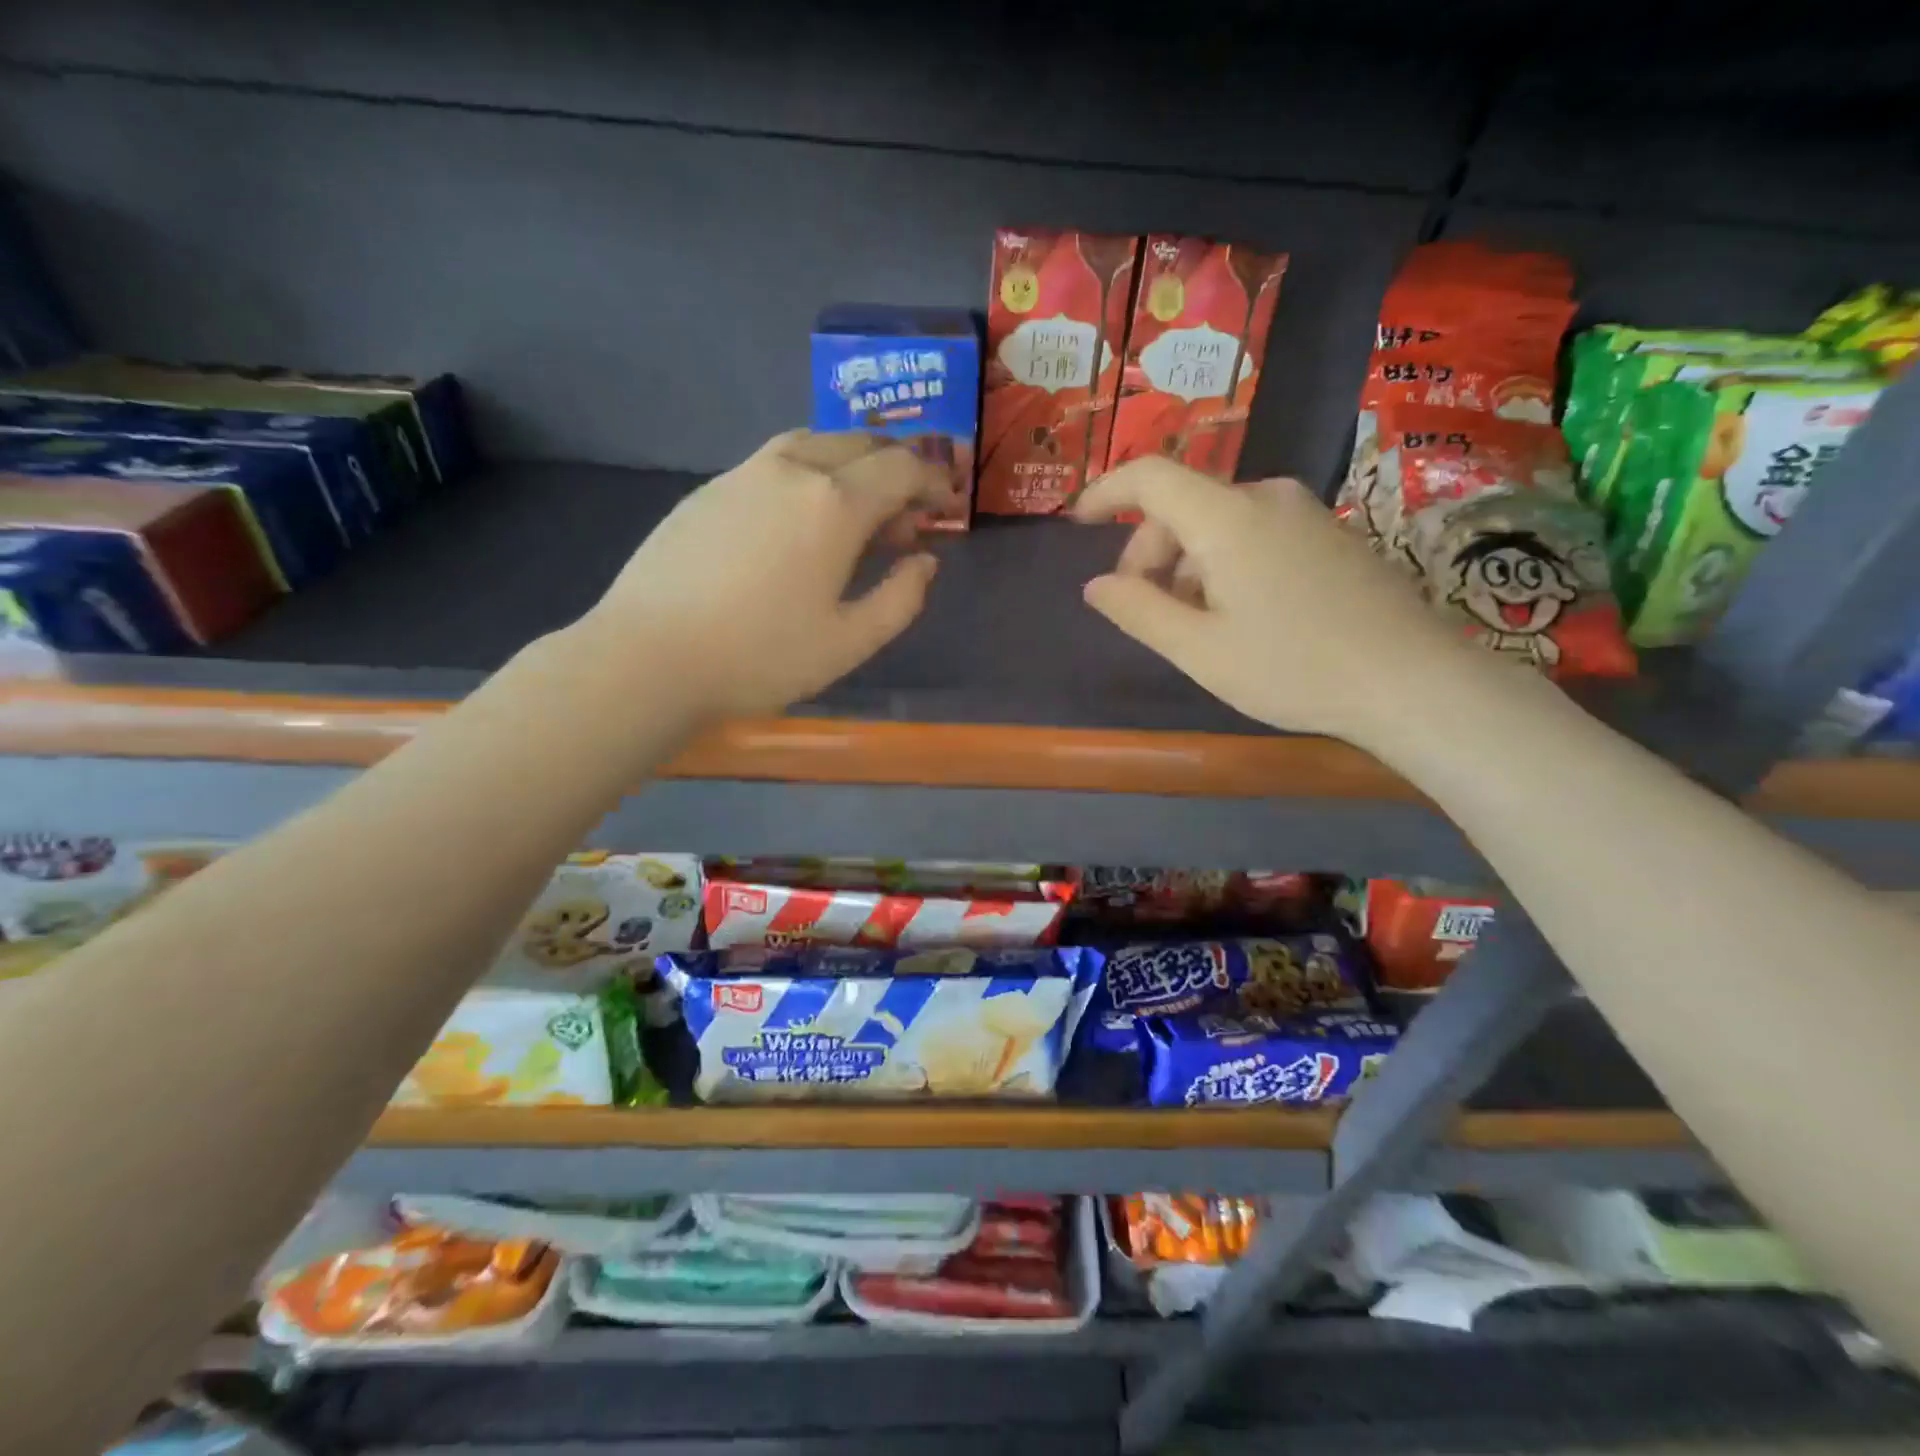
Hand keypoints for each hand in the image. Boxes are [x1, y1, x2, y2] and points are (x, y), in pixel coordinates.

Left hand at [581, 431, 943, 718]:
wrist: (649, 657)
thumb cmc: (760, 656)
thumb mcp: (850, 643)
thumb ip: (901, 599)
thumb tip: (924, 561)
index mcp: (834, 503)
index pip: (901, 468)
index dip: (933, 483)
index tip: (946, 506)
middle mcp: (792, 468)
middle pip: (860, 443)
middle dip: (895, 470)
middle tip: (904, 517)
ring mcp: (744, 472)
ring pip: (814, 442)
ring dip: (850, 464)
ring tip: (856, 510)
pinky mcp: (709, 488)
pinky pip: (775, 460)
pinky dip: (808, 472)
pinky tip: (798, 518)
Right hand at [1073, 458, 1474, 743]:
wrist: (1411, 681)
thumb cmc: (1292, 667)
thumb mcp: (1198, 650)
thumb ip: (1138, 611)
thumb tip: (1095, 585)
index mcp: (1226, 517)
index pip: (1149, 477)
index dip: (1105, 493)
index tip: (1076, 522)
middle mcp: (1265, 497)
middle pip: (1183, 506)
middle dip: (1149, 553)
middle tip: (1146, 613)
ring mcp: (1304, 513)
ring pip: (1218, 523)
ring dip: (1188, 565)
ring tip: (1196, 626)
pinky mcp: (1329, 535)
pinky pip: (1255, 534)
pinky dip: (1225, 564)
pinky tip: (1240, 616)